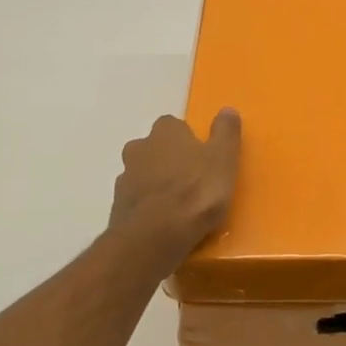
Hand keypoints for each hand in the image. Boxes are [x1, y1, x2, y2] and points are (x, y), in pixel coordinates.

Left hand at [109, 109, 241, 267]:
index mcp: (165, 132)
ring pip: (142, 174)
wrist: (155, 236)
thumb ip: (226, 132)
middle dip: (168, 160)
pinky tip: (163, 222)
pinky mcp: (117, 207)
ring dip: (156, 184)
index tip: (201, 156)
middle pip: (154, 148)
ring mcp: (124, 178)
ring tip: (178, 205)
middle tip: (190, 180)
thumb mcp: (223, 159)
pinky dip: (148, 206)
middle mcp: (139, 148)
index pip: (173, 125)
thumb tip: (227, 109)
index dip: (187, 139)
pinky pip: (137, 201)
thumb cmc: (196, 191)